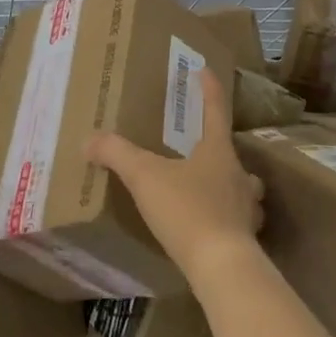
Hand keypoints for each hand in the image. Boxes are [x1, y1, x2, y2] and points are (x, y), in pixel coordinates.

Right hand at [85, 68, 263, 289]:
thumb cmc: (187, 210)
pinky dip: (229, 219)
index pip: (216, 109)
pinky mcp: (246, 240)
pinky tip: (213, 228)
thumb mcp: (145, 177)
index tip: (205, 69)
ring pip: (245, 189)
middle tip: (204, 145)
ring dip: (233, 185)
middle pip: (233, 152)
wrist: (222, 268)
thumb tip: (89, 140)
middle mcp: (238, 175)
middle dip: (220, 145)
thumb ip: (116, 154)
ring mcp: (247, 209)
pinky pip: (240, 221)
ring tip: (212, 188)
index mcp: (217, 151)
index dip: (209, 88)